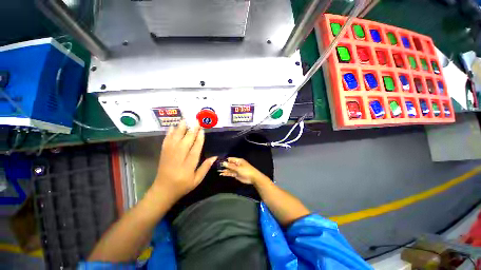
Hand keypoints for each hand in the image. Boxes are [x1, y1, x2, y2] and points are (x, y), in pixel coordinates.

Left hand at [153, 121, 216, 201]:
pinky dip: (169, 134)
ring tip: (184, 120)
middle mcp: (178, 159)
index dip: (199, 139)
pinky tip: (172, 127)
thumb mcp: (197, 180)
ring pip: (175, 140)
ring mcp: (169, 156)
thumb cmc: (182, 186)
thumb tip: (215, 157)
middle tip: (196, 121)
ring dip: (180, 129)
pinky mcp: (163, 154)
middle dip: (191, 131)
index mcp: (188, 166)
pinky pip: (166, 142)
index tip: (202, 130)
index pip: (195, 150)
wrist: (162, 191)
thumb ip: (205, 168)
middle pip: (185, 142)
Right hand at [219, 158, 268, 184]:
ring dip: (224, 170)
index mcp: (238, 161)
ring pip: (229, 169)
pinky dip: (226, 173)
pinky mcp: (236, 174)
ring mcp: (236, 169)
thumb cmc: (246, 171)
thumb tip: (223, 163)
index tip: (218, 162)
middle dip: (224, 165)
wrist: (253, 178)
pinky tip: (222, 174)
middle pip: (229, 164)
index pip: (230, 159)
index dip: (225, 160)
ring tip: (217, 170)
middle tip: (216, 167)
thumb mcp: (238, 168)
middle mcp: (236, 164)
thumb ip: (230, 166)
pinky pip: (230, 173)